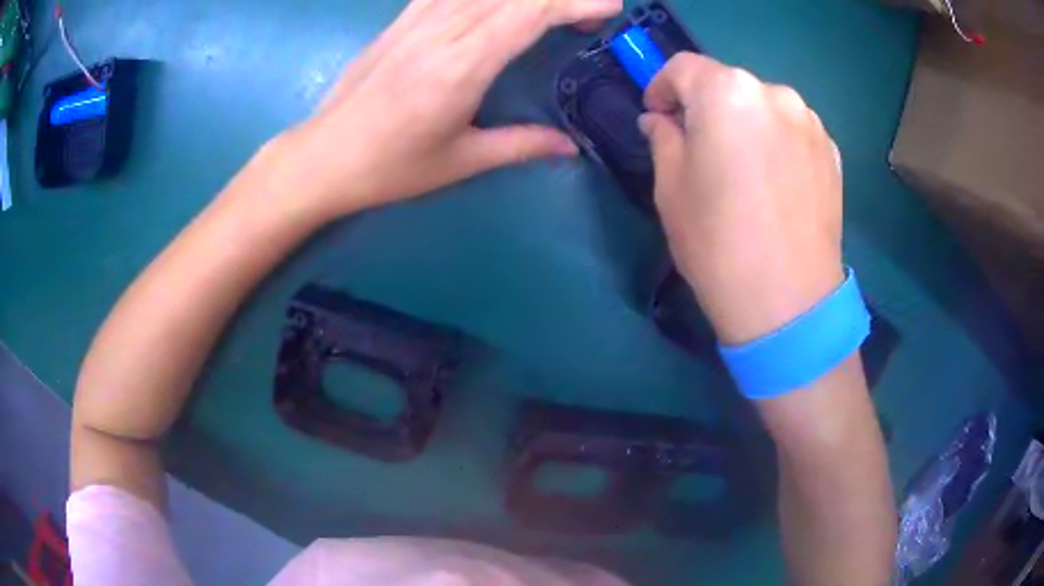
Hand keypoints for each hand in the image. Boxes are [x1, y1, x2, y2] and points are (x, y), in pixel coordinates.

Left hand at [268, 0, 621, 220]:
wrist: (322, 157)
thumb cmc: (389, 167)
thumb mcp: (459, 161)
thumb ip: (519, 145)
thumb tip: (569, 147)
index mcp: (460, 68)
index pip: (527, 15)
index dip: (572, 3)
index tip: (608, 7)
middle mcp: (440, 33)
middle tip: (588, 9)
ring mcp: (415, 21)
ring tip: (548, 4)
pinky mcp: (399, 21)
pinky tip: (492, 1)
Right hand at [640, 53, 844, 344]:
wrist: (788, 303)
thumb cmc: (718, 242)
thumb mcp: (670, 188)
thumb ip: (664, 139)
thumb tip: (660, 120)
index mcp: (727, 93)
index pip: (683, 68)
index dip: (662, 87)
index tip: (657, 115)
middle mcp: (774, 93)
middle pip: (728, 85)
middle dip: (706, 107)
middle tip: (698, 147)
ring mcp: (810, 123)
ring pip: (763, 107)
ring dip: (745, 124)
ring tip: (742, 169)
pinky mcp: (833, 153)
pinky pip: (792, 131)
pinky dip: (776, 142)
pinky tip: (773, 183)